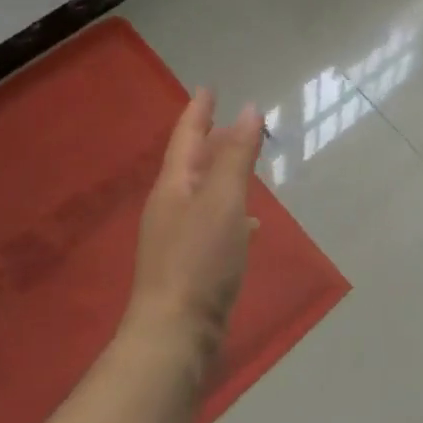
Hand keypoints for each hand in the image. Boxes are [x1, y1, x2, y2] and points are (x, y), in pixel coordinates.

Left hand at [129, 90, 263, 361]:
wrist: (175, 335)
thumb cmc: (199, 260)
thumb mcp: (223, 201)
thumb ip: (236, 156)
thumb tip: (249, 109)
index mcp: (174, 186)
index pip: (187, 137)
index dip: (199, 111)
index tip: (209, 88)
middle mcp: (171, 206)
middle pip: (194, 162)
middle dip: (214, 139)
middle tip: (236, 120)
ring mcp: (179, 237)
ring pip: (205, 191)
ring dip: (224, 173)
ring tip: (247, 162)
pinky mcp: (192, 263)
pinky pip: (214, 221)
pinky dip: (232, 210)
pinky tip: (251, 222)